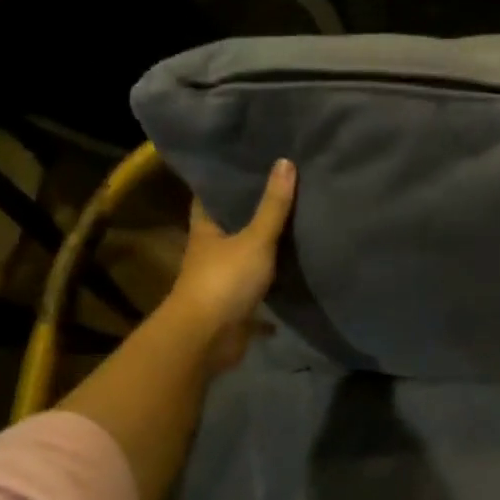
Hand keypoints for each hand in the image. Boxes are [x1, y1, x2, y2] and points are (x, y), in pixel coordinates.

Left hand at [163, 158, 295, 373]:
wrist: (207, 339)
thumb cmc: (225, 280)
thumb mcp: (255, 238)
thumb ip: (273, 206)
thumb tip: (285, 161)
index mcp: (206, 231)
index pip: (209, 197)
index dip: (223, 181)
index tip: (244, 163)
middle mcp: (209, 254)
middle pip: (228, 228)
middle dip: (249, 214)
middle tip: (281, 190)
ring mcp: (220, 283)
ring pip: (243, 261)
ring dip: (262, 252)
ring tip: (293, 228)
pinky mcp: (234, 309)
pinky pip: (257, 296)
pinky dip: (272, 293)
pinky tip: (292, 284)